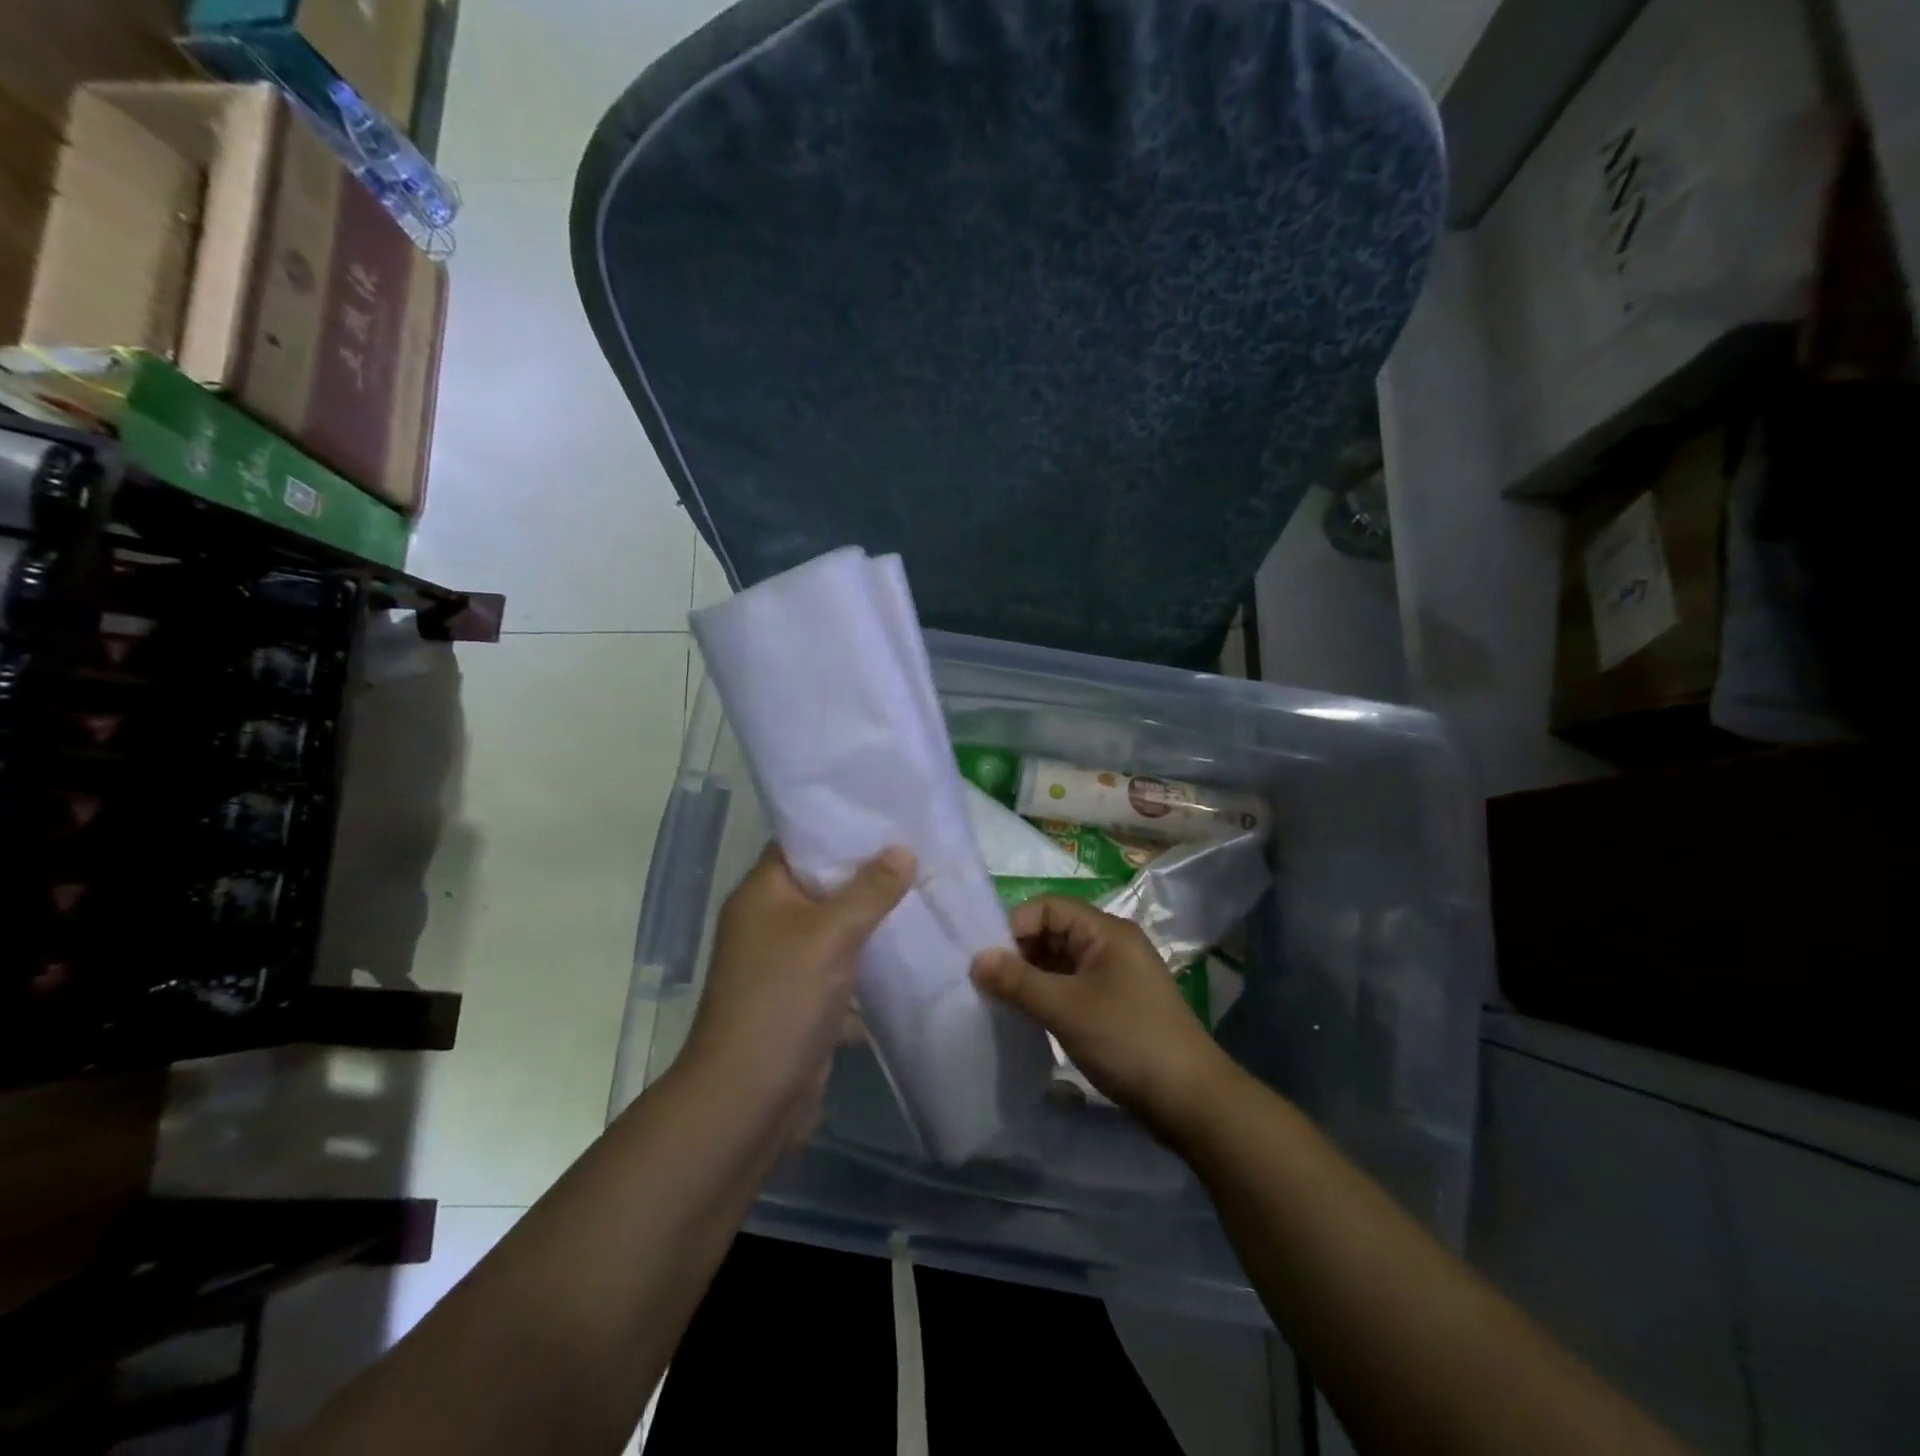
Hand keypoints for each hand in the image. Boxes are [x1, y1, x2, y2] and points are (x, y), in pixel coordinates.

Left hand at [682, 844, 914, 1140]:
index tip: (888, 815)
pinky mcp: (804, 994)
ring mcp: (786, 959)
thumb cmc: (782, 998)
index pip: (802, 842)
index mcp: (762, 892)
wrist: (750, 1095)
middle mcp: (769, 919)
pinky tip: (911, 943)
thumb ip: (869, 891)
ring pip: (836, 924)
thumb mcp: (830, 935)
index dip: (842, 827)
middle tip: (918, 850)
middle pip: (823, 883)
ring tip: (924, 889)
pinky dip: (870, 953)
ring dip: (873, 914)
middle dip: (868, 871)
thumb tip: (903, 850)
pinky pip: (842, 961)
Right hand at [970, 897, 1232, 1139]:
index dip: (1014, 926)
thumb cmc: (1127, 1040)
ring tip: (1001, 1001)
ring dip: (1031, 977)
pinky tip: (1027, 1016)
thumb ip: (1018, 981)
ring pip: (1060, 962)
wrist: (1190, 1100)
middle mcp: (1110, 945)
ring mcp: (1114, 976)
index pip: (1048, 907)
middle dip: (1019, 952)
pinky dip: (1048, 995)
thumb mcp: (1066, 1008)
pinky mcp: (1115, 1005)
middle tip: (987, 983)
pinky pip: (1071, 986)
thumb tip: (975, 959)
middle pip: (1053, 932)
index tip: (986, 960)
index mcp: (1105, 931)